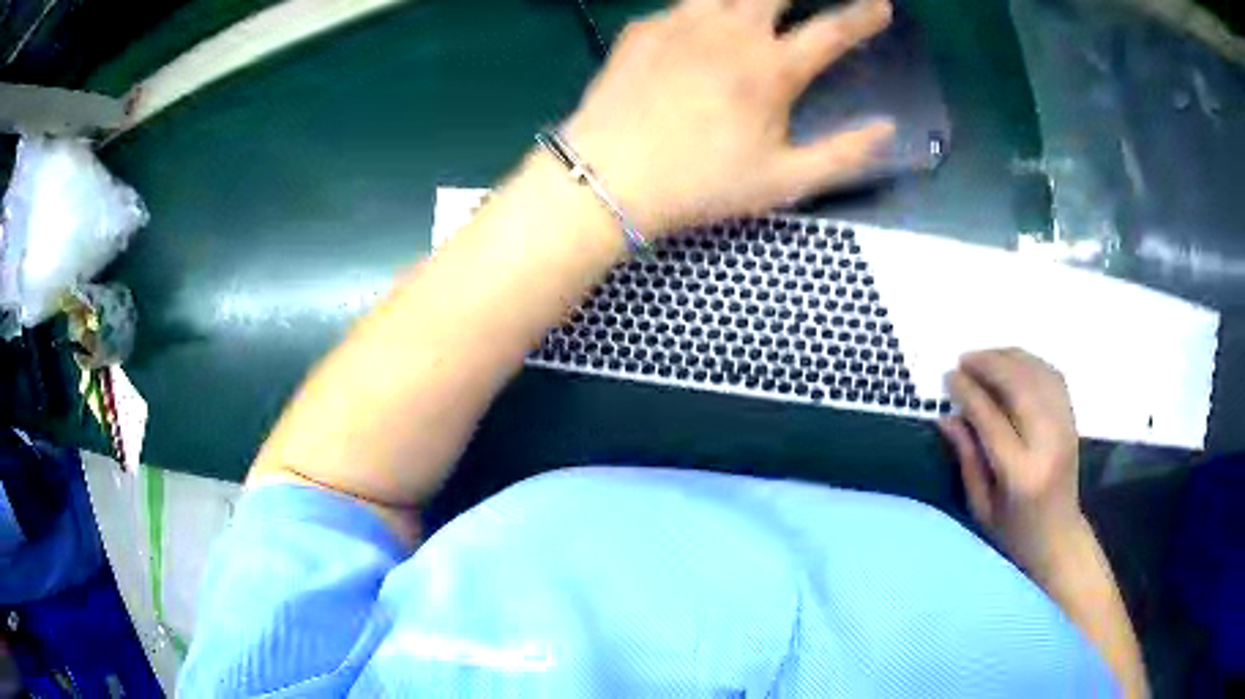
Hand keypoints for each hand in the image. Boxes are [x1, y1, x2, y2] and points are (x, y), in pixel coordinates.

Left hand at [563, 0, 894, 234]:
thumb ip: (843, 154)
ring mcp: (682, 22)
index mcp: (771, 69)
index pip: (832, 30)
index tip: (881, 5)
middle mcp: (730, 31)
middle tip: (804, 1)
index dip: (863, 16)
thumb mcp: (783, 182)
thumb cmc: (701, 185)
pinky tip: (699, 28)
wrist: (608, 177)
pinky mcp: (644, 27)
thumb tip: (887, 129)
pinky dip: (700, 9)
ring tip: (756, 11)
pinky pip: (681, 4)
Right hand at [939, 349, 1088, 574]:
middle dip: (989, 365)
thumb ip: (966, 458)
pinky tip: (1013, 364)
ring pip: (1037, 374)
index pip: (991, 418)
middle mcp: (1047, 443)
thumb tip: (946, 417)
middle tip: (964, 360)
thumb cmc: (1014, 532)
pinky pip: (1052, 376)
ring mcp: (1064, 427)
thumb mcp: (981, 506)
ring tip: (984, 357)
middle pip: (1019, 386)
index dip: (968, 392)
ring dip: (1008, 358)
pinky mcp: (1072, 419)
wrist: (1059, 537)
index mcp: (1020, 473)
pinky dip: (1030, 363)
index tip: (948, 376)